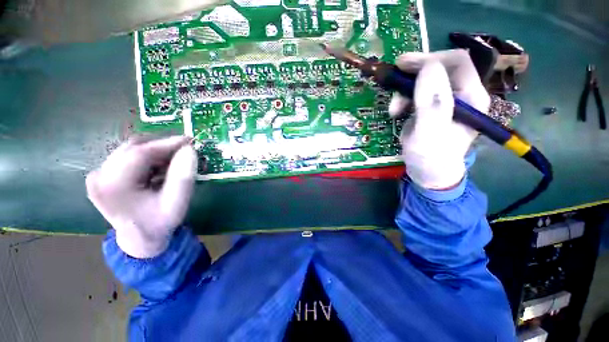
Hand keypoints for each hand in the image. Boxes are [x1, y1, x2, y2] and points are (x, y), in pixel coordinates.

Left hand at [86, 136, 196, 257]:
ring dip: (157, 151)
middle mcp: (99, 176)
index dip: (167, 143)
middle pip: (134, 148)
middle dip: (163, 146)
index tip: (190, 140)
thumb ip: (184, 177)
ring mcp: (98, 174)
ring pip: (132, 149)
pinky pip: (129, 156)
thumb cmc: (159, 223)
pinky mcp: (103, 174)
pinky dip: (149, 157)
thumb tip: (190, 150)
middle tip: (185, 150)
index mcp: (112, 187)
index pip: (140, 153)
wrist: (140, 239)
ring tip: (175, 160)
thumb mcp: (177, 203)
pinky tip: (161, 167)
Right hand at [389, 50, 489, 189]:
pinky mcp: (431, 107)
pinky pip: (416, 93)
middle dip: (415, 71)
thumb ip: (432, 104)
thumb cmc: (431, 157)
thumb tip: (428, 68)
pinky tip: (396, 112)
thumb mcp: (429, 134)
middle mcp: (462, 94)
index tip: (403, 65)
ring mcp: (445, 101)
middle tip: (393, 76)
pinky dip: (403, 99)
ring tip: (393, 109)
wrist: (427, 172)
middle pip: (440, 67)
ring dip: (405, 90)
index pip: (457, 62)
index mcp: (471, 98)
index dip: (430, 59)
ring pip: (424, 80)